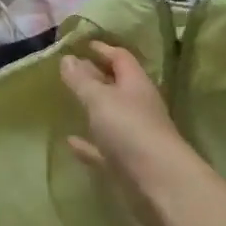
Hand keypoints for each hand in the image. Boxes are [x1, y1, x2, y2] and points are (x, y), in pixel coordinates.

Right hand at [59, 41, 192, 207]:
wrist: (158, 182)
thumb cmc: (130, 130)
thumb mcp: (100, 99)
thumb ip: (81, 80)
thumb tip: (67, 58)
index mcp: (136, 84)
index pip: (121, 58)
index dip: (102, 49)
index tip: (82, 43)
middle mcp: (137, 106)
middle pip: (116, 85)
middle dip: (96, 76)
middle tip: (70, 69)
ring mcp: (133, 135)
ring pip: (110, 116)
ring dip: (92, 109)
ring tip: (68, 101)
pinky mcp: (126, 163)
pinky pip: (103, 148)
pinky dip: (88, 143)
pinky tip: (70, 141)